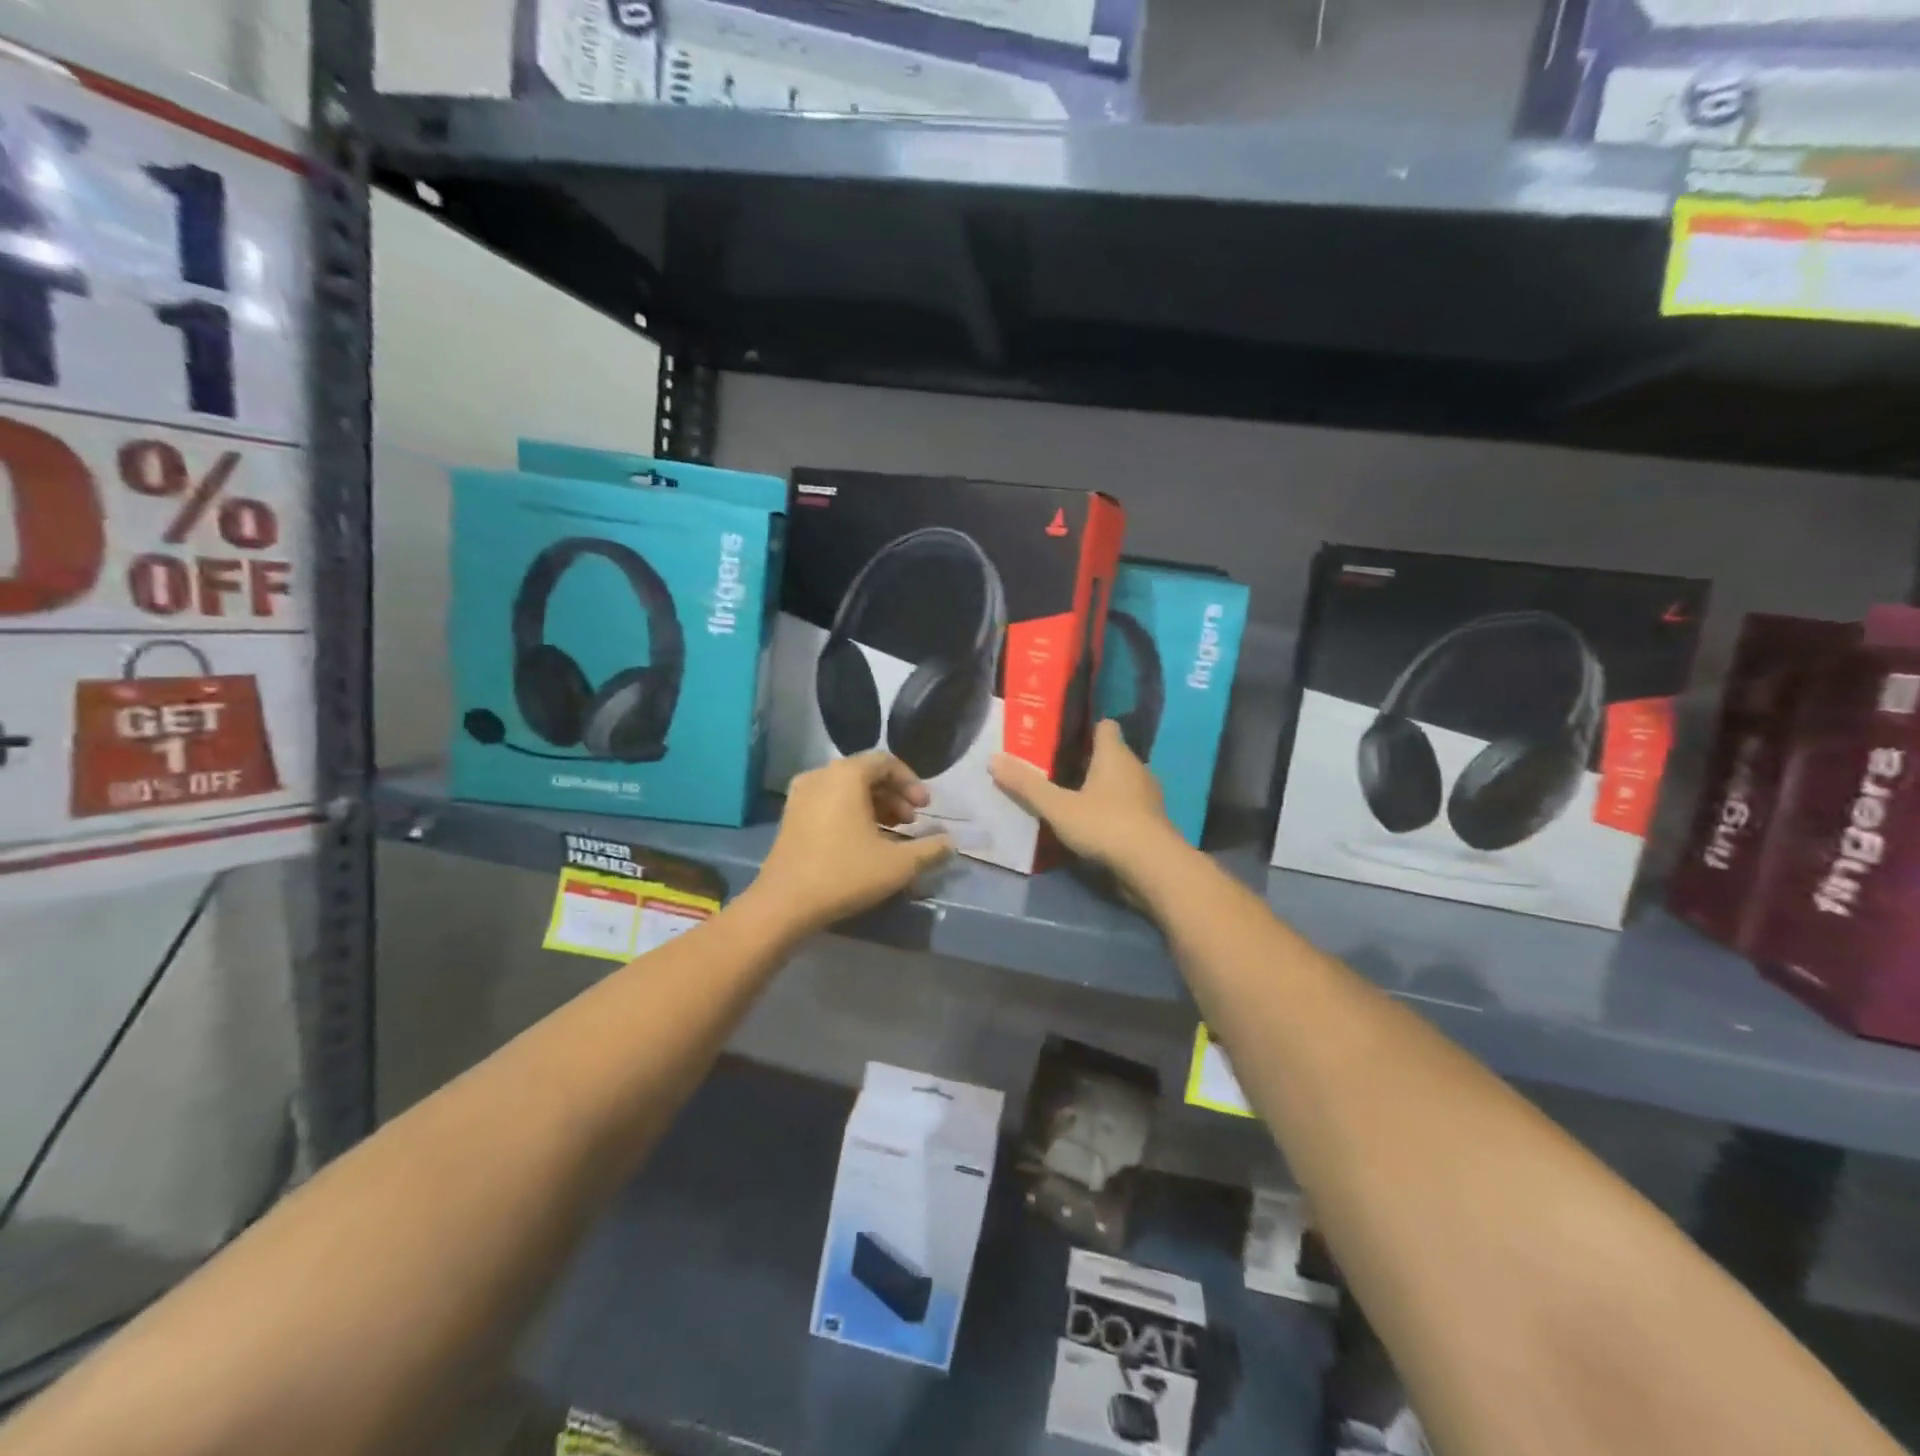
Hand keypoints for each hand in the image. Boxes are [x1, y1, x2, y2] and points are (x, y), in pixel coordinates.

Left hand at [751, 753, 954, 935]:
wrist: (784, 904)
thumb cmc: (844, 874)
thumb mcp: (898, 864)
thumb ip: (930, 849)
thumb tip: (950, 843)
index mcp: (846, 775)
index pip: (886, 762)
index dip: (911, 782)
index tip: (926, 808)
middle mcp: (821, 776)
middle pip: (865, 773)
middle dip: (894, 794)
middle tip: (911, 822)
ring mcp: (800, 795)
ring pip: (846, 788)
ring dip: (874, 804)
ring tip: (892, 831)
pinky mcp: (790, 816)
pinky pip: (828, 801)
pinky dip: (851, 812)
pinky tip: (863, 840)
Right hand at [991, 721, 1185, 885]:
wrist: (1153, 867)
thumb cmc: (1105, 825)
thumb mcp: (1058, 807)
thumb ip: (1027, 785)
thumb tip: (993, 759)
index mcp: (1115, 754)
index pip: (1105, 726)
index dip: (1086, 728)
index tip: (1063, 736)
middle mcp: (1136, 768)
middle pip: (1111, 755)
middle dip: (1087, 760)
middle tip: (1055, 768)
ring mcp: (1147, 797)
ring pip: (1121, 782)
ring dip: (1100, 788)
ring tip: (1071, 797)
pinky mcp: (1152, 822)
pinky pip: (1128, 807)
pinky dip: (1112, 811)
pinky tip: (1092, 824)